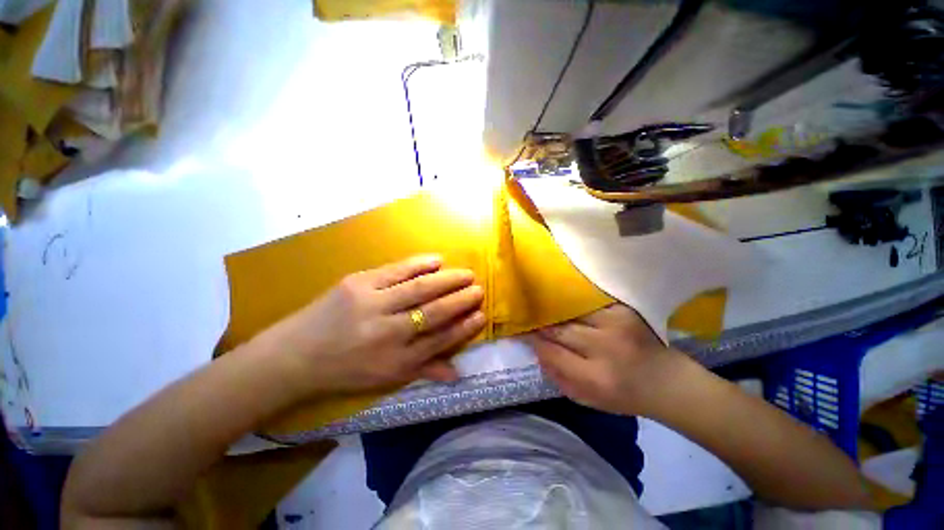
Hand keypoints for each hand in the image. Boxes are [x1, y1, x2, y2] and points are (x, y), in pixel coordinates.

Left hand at [254, 254, 485, 394]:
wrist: (294, 355)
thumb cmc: (345, 370)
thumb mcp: (385, 378)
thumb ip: (423, 371)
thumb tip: (458, 374)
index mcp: (396, 360)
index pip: (440, 339)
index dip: (464, 327)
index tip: (481, 314)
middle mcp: (388, 332)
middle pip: (434, 312)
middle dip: (461, 299)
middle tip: (478, 288)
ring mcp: (372, 304)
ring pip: (420, 288)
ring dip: (448, 279)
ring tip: (466, 273)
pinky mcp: (358, 283)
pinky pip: (396, 270)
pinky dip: (420, 264)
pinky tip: (437, 260)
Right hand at [525, 304, 692, 416]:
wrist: (667, 382)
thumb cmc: (623, 395)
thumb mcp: (587, 399)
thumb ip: (557, 376)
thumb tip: (535, 349)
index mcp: (595, 378)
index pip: (552, 352)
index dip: (534, 340)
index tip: (522, 331)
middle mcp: (606, 349)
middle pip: (560, 329)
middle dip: (541, 322)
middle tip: (528, 316)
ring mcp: (617, 325)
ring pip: (572, 311)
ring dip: (555, 309)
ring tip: (544, 306)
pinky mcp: (625, 311)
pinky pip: (589, 301)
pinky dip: (574, 301)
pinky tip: (566, 300)